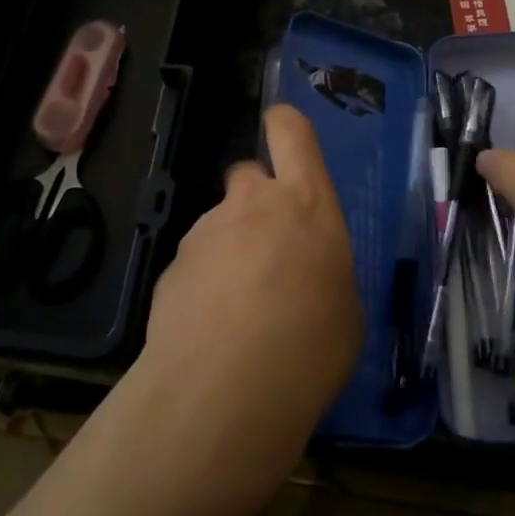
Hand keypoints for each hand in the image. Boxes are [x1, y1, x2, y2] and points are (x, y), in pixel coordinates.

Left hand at [138, 104, 362, 489]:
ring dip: (230, 250)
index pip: (291, 132)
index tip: (282, 132)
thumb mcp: (344, 310)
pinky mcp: (170, 269)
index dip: (285, 125)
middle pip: (248, 175)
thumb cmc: (310, 345)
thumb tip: (306, 278)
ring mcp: (204, 234)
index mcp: (306, 203)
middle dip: (256, 201)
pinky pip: (195, 264)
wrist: (224, 389)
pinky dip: (204, 284)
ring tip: (240, 310)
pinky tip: (211, 330)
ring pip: (219, 224)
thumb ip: (323, 272)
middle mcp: (251, 204)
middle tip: (268, 249)